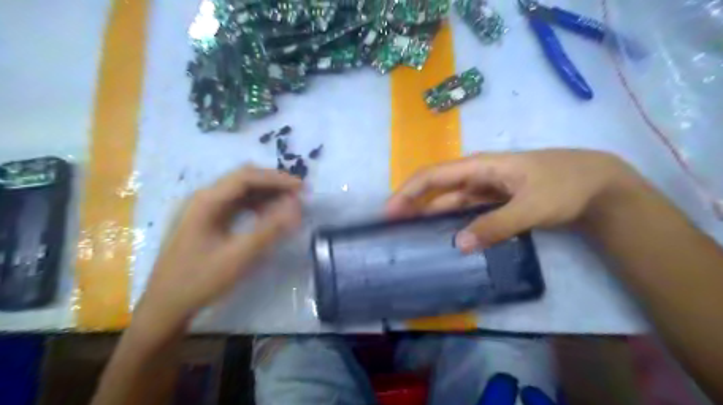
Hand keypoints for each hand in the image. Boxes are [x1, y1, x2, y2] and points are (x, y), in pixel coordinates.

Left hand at [137, 166, 303, 330]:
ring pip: (241, 191)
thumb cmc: (200, 280)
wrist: (166, 306)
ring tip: (289, 205)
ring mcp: (203, 209)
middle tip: (298, 195)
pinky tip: (269, 216)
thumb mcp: (239, 256)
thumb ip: (270, 229)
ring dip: (266, 194)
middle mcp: (203, 198)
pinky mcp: (207, 221)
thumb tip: (296, 207)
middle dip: (273, 184)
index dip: (277, 179)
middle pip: (243, 179)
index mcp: (206, 201)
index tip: (301, 188)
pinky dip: (257, 206)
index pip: (246, 177)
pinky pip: (236, 205)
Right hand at [387, 150, 646, 250]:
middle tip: (391, 227)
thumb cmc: (565, 185)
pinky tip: (443, 234)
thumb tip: (458, 244)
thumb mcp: (532, 206)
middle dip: (412, 203)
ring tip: (409, 232)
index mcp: (480, 166)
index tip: (389, 211)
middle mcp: (477, 175)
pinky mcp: (495, 201)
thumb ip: (496, 225)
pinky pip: (466, 210)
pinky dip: (451, 221)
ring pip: (449, 201)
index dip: (408, 191)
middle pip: (436, 188)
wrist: (599, 184)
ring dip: (429, 214)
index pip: (433, 176)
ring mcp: (486, 189)